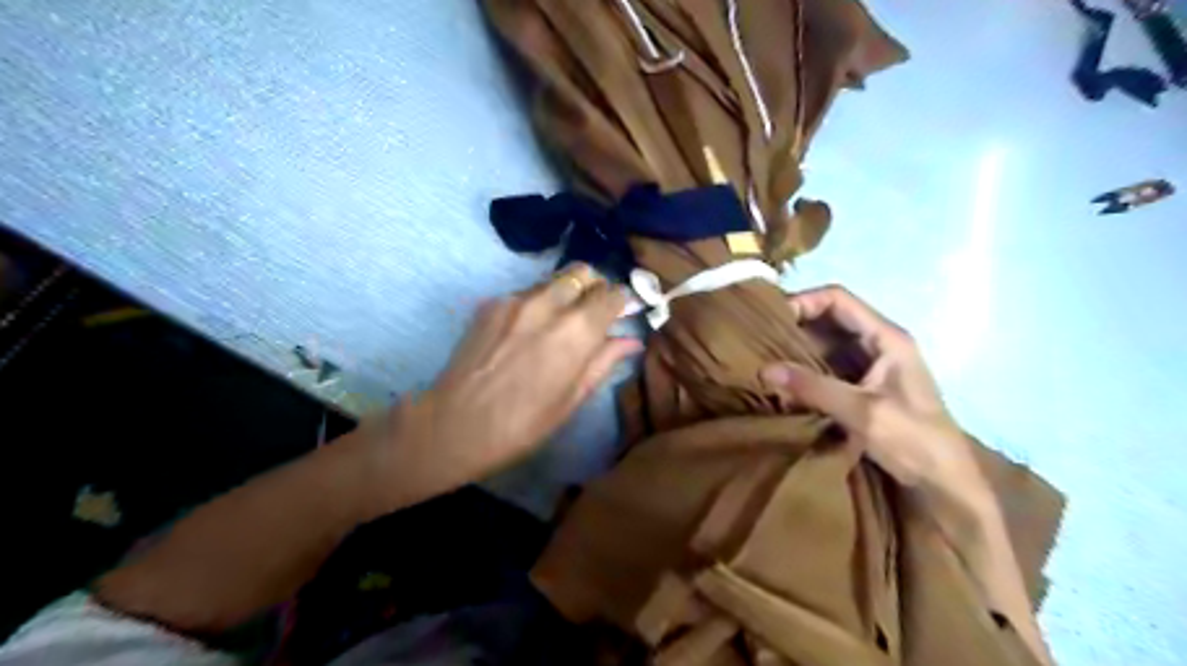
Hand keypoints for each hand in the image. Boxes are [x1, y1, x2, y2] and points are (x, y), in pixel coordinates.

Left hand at [368, 262, 640, 510]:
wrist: (454, 424)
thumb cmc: (522, 424)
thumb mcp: (571, 399)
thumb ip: (603, 361)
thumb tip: (631, 341)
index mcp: (576, 331)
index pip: (611, 294)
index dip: (621, 301)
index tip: (621, 313)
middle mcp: (548, 304)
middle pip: (583, 273)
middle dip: (595, 287)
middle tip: (594, 312)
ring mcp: (515, 299)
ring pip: (554, 279)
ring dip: (567, 292)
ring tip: (561, 321)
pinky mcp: (491, 303)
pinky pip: (526, 291)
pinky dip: (539, 302)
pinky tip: (529, 330)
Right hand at [760, 286, 992, 535]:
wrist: (945, 485)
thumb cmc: (914, 441)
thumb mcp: (862, 411)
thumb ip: (814, 387)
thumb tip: (763, 369)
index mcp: (887, 337)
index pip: (838, 299)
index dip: (804, 301)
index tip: (771, 320)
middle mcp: (878, 344)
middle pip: (829, 318)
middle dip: (795, 325)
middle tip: (759, 339)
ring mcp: (870, 366)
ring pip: (826, 344)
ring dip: (797, 349)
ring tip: (764, 357)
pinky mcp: (862, 387)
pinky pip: (826, 367)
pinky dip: (804, 369)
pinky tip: (783, 380)